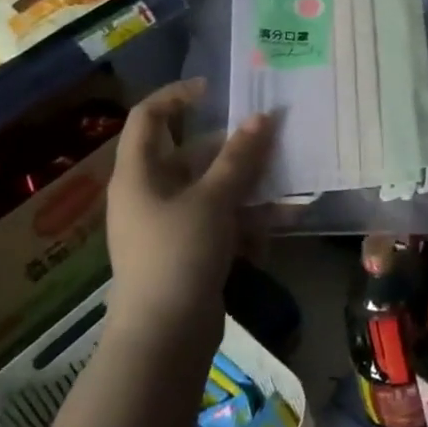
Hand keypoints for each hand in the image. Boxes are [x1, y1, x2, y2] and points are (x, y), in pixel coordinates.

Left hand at [103, 79, 274, 342]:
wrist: (164, 337)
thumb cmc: (179, 255)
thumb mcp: (214, 200)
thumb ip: (239, 157)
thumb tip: (263, 117)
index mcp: (139, 174)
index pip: (149, 117)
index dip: (178, 95)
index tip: (217, 89)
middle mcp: (150, 193)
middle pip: (190, 152)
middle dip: (234, 146)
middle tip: (272, 136)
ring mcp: (169, 223)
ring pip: (212, 187)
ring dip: (250, 184)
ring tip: (288, 182)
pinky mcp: (188, 249)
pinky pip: (220, 219)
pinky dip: (247, 218)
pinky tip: (282, 222)